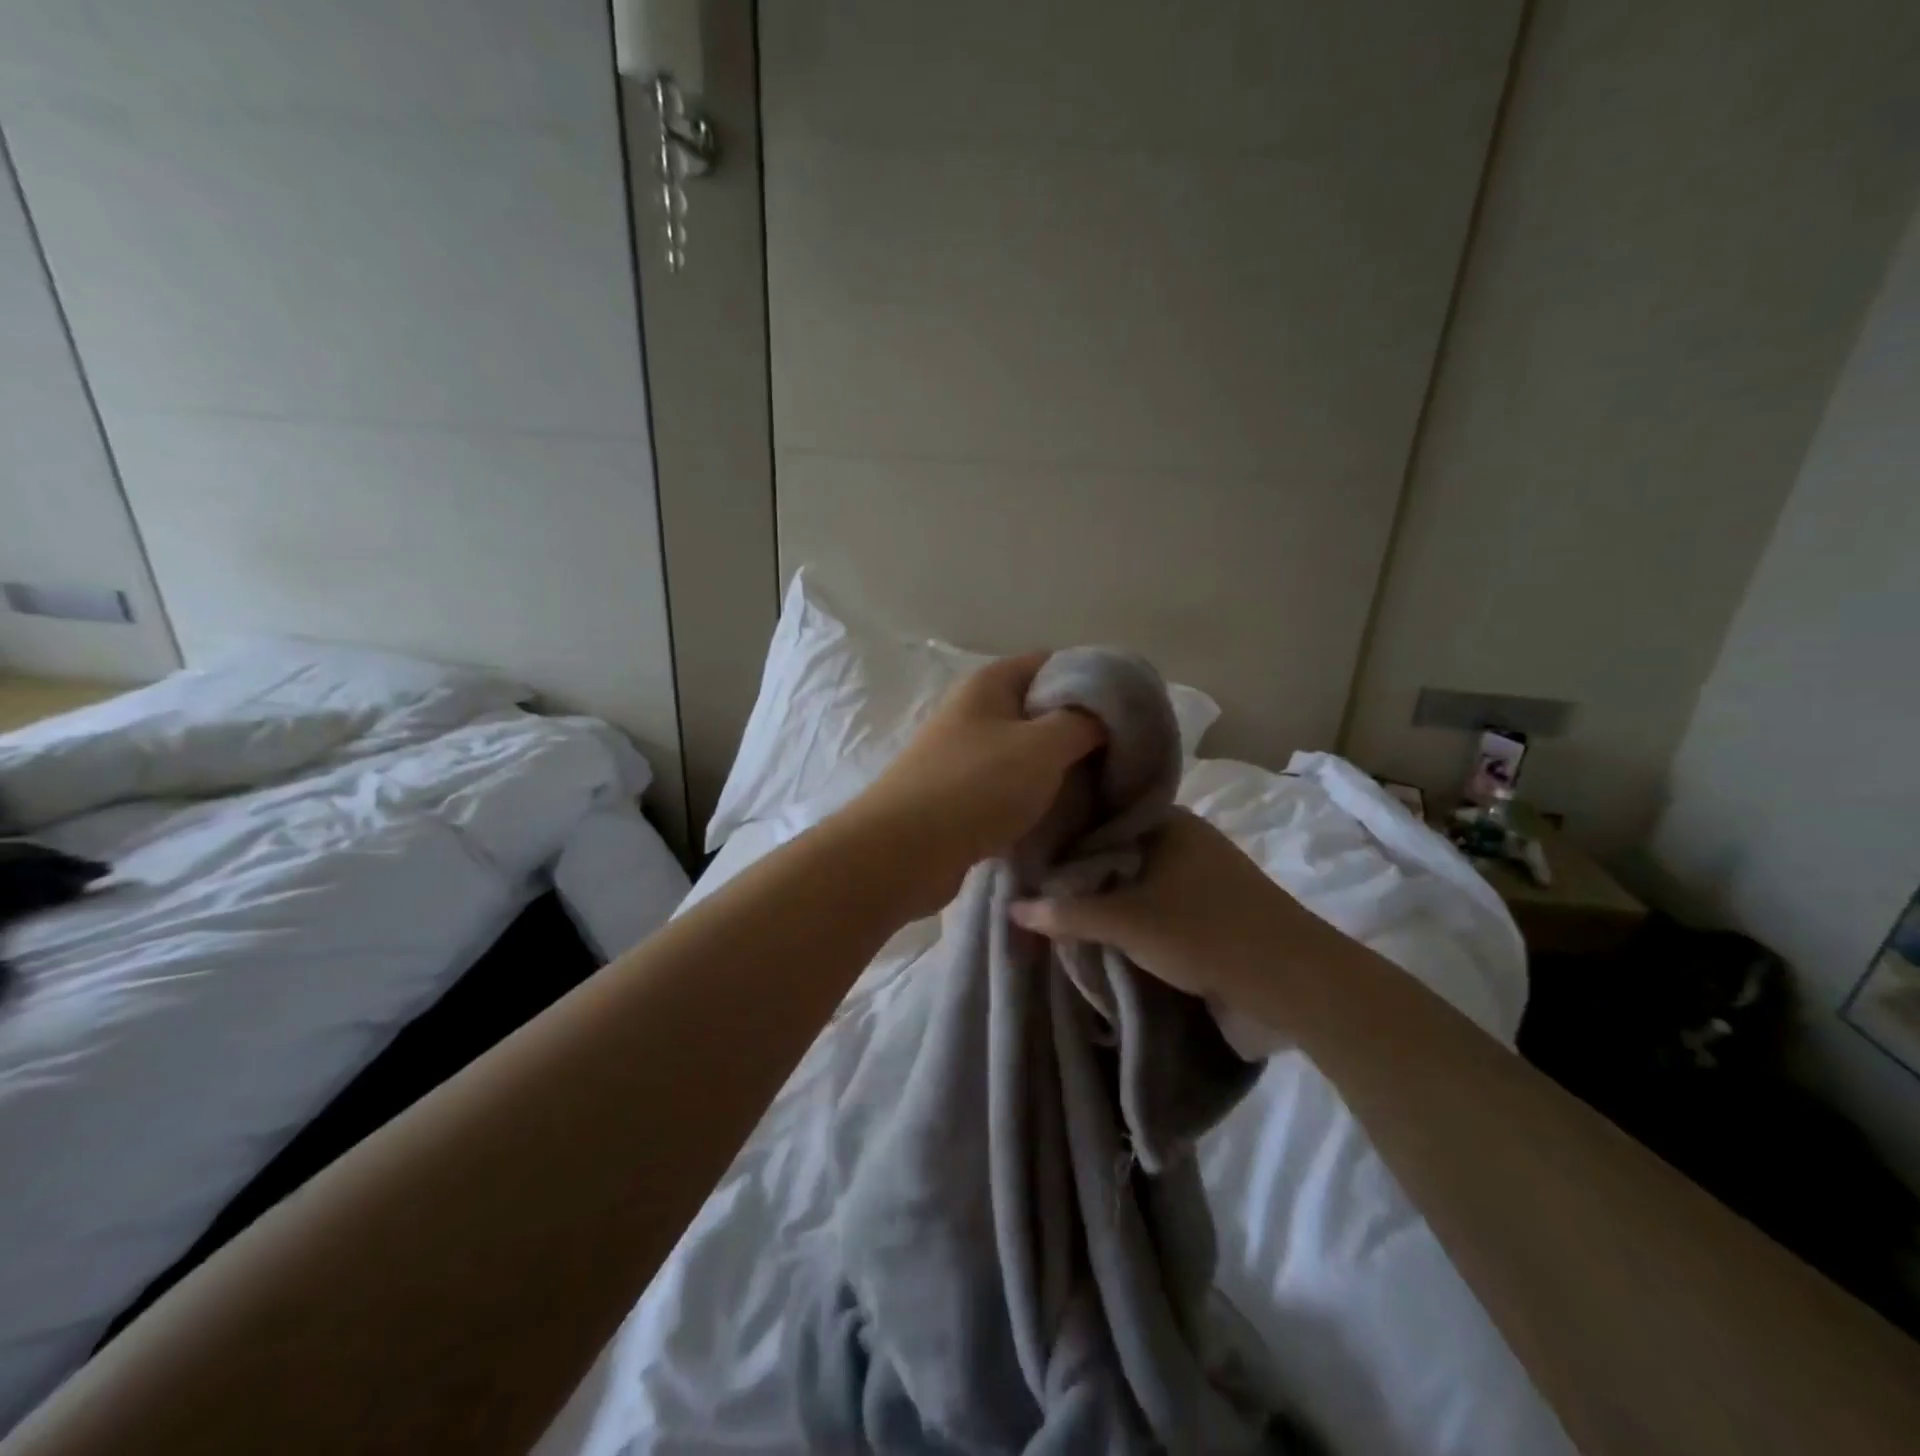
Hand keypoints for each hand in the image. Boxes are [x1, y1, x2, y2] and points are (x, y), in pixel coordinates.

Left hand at [842, 652, 1105, 917]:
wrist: (904, 851)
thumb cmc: (976, 786)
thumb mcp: (1043, 745)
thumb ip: (1083, 722)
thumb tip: (1105, 715)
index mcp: (990, 683)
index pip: (1053, 663)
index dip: (1095, 681)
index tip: (1131, 712)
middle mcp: (975, 711)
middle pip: (1041, 709)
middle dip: (1082, 731)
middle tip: (1123, 758)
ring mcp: (964, 754)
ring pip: (1027, 752)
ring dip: (1061, 769)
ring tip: (1101, 790)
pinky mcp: (960, 795)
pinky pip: (1010, 786)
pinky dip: (1036, 797)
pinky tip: (1063, 816)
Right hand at [1009, 808, 1327, 1000]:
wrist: (1293, 980)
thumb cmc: (1204, 932)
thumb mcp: (1126, 922)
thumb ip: (1067, 913)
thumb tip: (1012, 908)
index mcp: (1167, 821)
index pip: (1100, 816)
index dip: (1064, 835)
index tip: (1029, 855)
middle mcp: (1184, 836)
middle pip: (1117, 848)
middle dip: (1083, 870)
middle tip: (1038, 888)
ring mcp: (1202, 870)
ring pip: (1138, 875)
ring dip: (1108, 893)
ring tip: (1064, 909)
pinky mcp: (1213, 903)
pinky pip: (1158, 896)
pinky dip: (1133, 909)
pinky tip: (1108, 926)